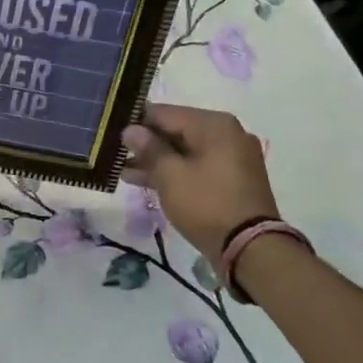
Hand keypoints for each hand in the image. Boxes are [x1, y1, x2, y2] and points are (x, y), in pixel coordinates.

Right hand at [122, 103, 278, 262]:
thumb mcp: (170, 175)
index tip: (111, 134)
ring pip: (185, 151)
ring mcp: (232, 158)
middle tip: (115, 154)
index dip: (135, 122)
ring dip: (156, 161)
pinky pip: (197, 167)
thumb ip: (148, 148)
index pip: (164, 113)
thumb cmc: (207, 204)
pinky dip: (174, 172)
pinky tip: (145, 181)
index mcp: (214, 124)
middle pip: (175, 131)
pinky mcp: (232, 180)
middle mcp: (227, 134)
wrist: (251, 249)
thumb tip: (131, 130)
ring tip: (123, 171)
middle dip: (145, 144)